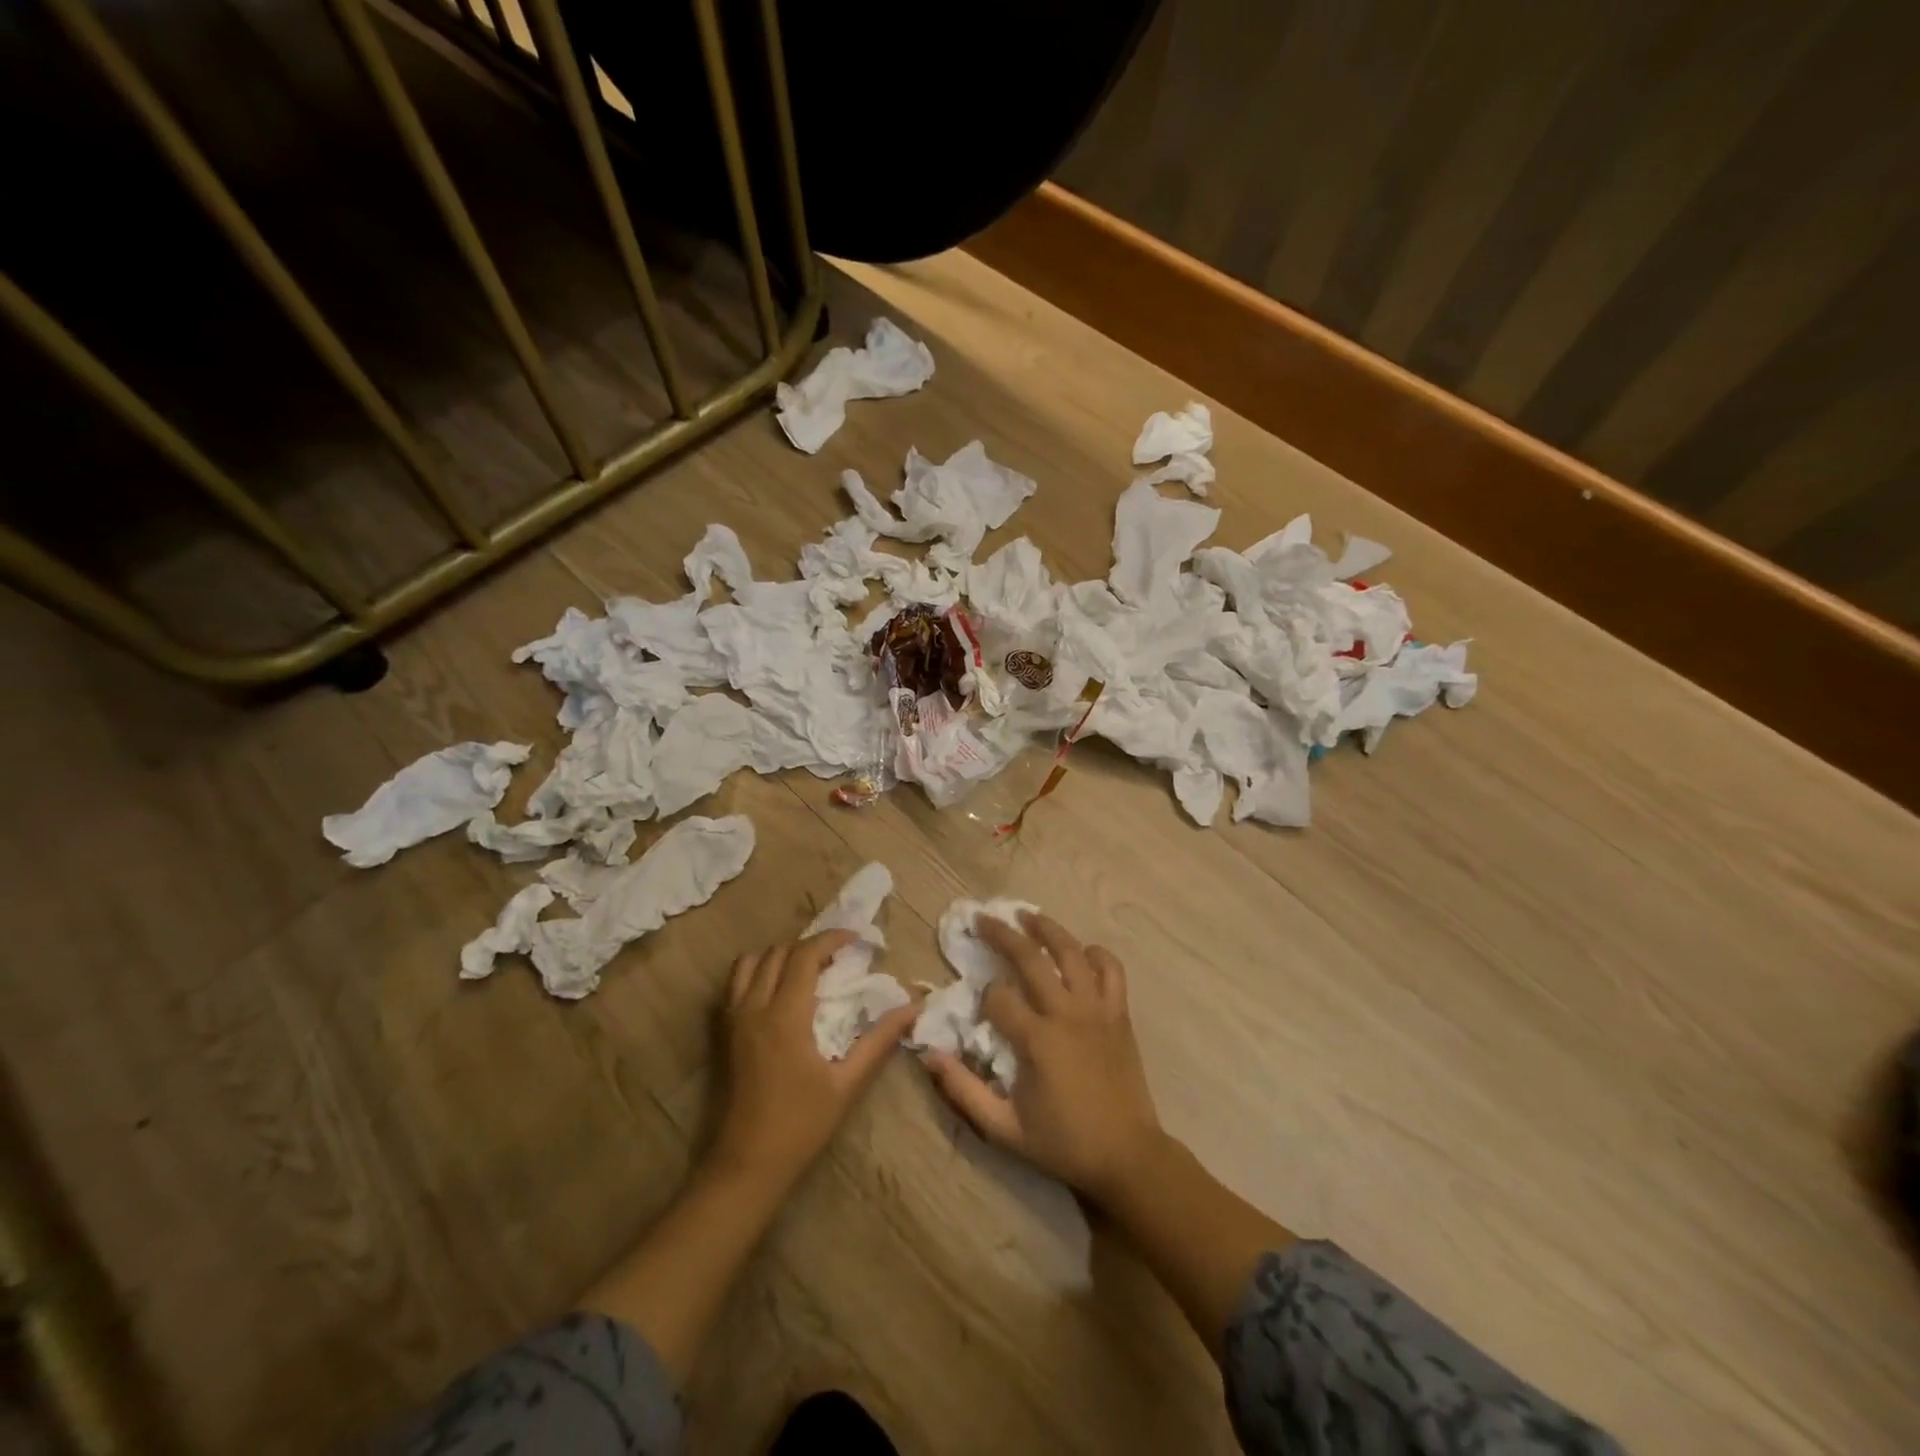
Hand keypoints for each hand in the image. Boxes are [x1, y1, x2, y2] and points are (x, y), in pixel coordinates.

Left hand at [710, 929, 918, 1188]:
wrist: (747, 1164)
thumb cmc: (801, 1125)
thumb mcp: (848, 1083)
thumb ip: (880, 1039)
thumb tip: (914, 1007)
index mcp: (785, 1015)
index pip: (805, 954)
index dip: (831, 938)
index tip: (857, 940)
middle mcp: (754, 1007)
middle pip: (779, 952)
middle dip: (810, 946)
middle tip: (838, 957)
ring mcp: (733, 1018)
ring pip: (751, 962)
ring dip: (780, 955)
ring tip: (806, 970)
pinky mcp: (723, 1032)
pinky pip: (735, 983)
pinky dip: (757, 972)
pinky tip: (777, 992)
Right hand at [922, 912, 1166, 1206]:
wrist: (1127, 1156)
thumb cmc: (1063, 1143)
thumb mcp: (1004, 1128)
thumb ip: (964, 1091)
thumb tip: (929, 1056)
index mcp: (1037, 1041)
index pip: (999, 998)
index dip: (985, 996)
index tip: (982, 1006)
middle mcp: (1067, 1014)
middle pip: (1030, 959)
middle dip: (1002, 935)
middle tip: (984, 919)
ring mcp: (1097, 1009)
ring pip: (1071, 952)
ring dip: (1047, 929)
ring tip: (1027, 916)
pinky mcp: (1119, 1013)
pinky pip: (1111, 969)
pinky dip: (1096, 954)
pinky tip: (1081, 952)